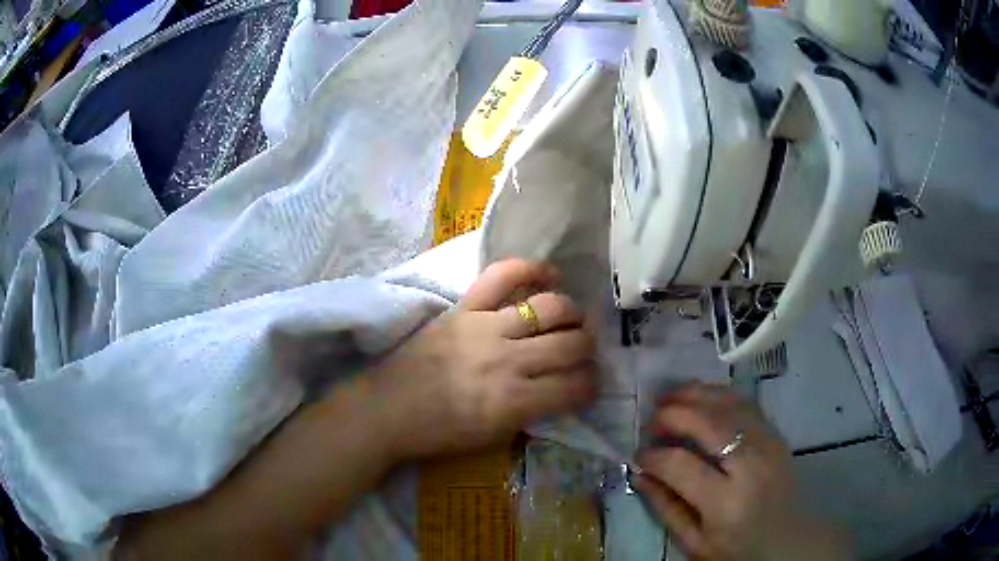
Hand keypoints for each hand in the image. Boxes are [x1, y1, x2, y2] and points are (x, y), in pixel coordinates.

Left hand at [372, 259, 596, 459]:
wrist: (387, 410)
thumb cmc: (439, 432)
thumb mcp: (493, 437)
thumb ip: (532, 412)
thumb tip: (561, 389)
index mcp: (514, 402)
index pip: (576, 386)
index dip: (591, 385)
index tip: (588, 383)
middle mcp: (508, 361)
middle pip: (572, 344)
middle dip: (588, 349)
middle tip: (582, 351)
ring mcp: (485, 327)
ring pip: (551, 307)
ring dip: (571, 314)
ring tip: (570, 319)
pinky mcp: (464, 307)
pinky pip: (502, 275)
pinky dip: (530, 269)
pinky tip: (548, 275)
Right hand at [636, 383, 848, 560]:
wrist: (788, 539)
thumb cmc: (737, 549)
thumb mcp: (694, 542)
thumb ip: (665, 507)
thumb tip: (639, 473)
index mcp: (725, 502)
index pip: (680, 465)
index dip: (652, 455)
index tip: (638, 455)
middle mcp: (749, 466)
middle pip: (707, 423)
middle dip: (672, 414)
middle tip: (650, 419)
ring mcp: (767, 444)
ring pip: (728, 404)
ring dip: (694, 394)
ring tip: (669, 397)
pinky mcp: (775, 434)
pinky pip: (745, 403)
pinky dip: (718, 394)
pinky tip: (701, 397)